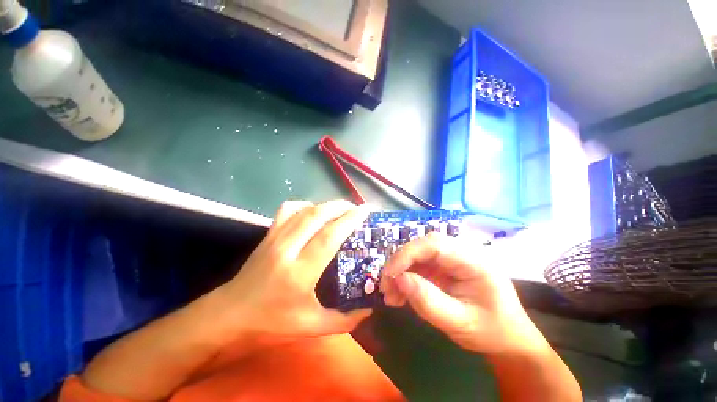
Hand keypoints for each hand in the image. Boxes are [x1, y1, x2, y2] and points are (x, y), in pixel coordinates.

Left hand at [217, 200, 371, 341]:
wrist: (229, 315)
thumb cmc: (271, 323)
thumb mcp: (311, 328)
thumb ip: (345, 321)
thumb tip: (369, 308)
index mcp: (300, 273)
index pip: (329, 237)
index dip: (349, 220)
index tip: (365, 211)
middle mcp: (287, 249)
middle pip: (317, 216)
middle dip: (341, 207)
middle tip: (357, 208)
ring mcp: (275, 238)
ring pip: (304, 210)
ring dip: (326, 205)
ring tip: (341, 208)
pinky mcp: (268, 234)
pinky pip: (288, 209)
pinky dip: (304, 205)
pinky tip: (313, 212)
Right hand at [380, 233, 544, 355]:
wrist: (509, 339)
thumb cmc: (491, 332)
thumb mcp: (460, 323)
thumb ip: (428, 301)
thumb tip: (398, 279)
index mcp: (474, 261)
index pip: (434, 244)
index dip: (407, 254)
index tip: (389, 275)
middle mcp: (462, 252)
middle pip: (423, 246)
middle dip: (401, 264)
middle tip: (386, 286)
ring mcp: (453, 259)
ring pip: (418, 256)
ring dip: (401, 272)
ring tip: (391, 295)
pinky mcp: (445, 267)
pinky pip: (421, 266)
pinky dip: (407, 278)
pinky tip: (400, 294)